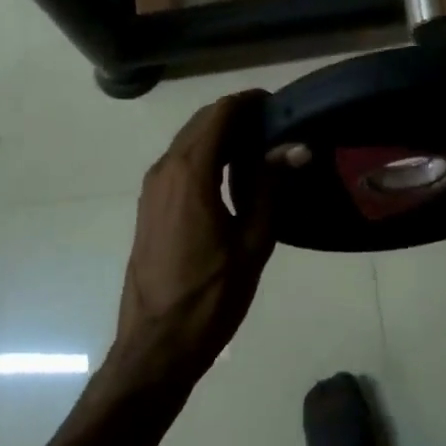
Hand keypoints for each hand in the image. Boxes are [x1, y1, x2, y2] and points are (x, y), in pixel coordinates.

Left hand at [114, 91, 276, 383]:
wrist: (157, 343)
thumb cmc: (212, 295)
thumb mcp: (253, 241)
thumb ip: (270, 186)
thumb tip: (295, 146)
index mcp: (191, 172)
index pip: (221, 113)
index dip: (250, 102)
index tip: (280, 105)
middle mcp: (165, 168)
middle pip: (202, 122)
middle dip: (237, 116)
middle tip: (276, 128)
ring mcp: (152, 187)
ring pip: (188, 141)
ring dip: (220, 136)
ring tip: (260, 151)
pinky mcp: (149, 205)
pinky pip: (179, 163)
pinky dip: (205, 156)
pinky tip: (231, 178)